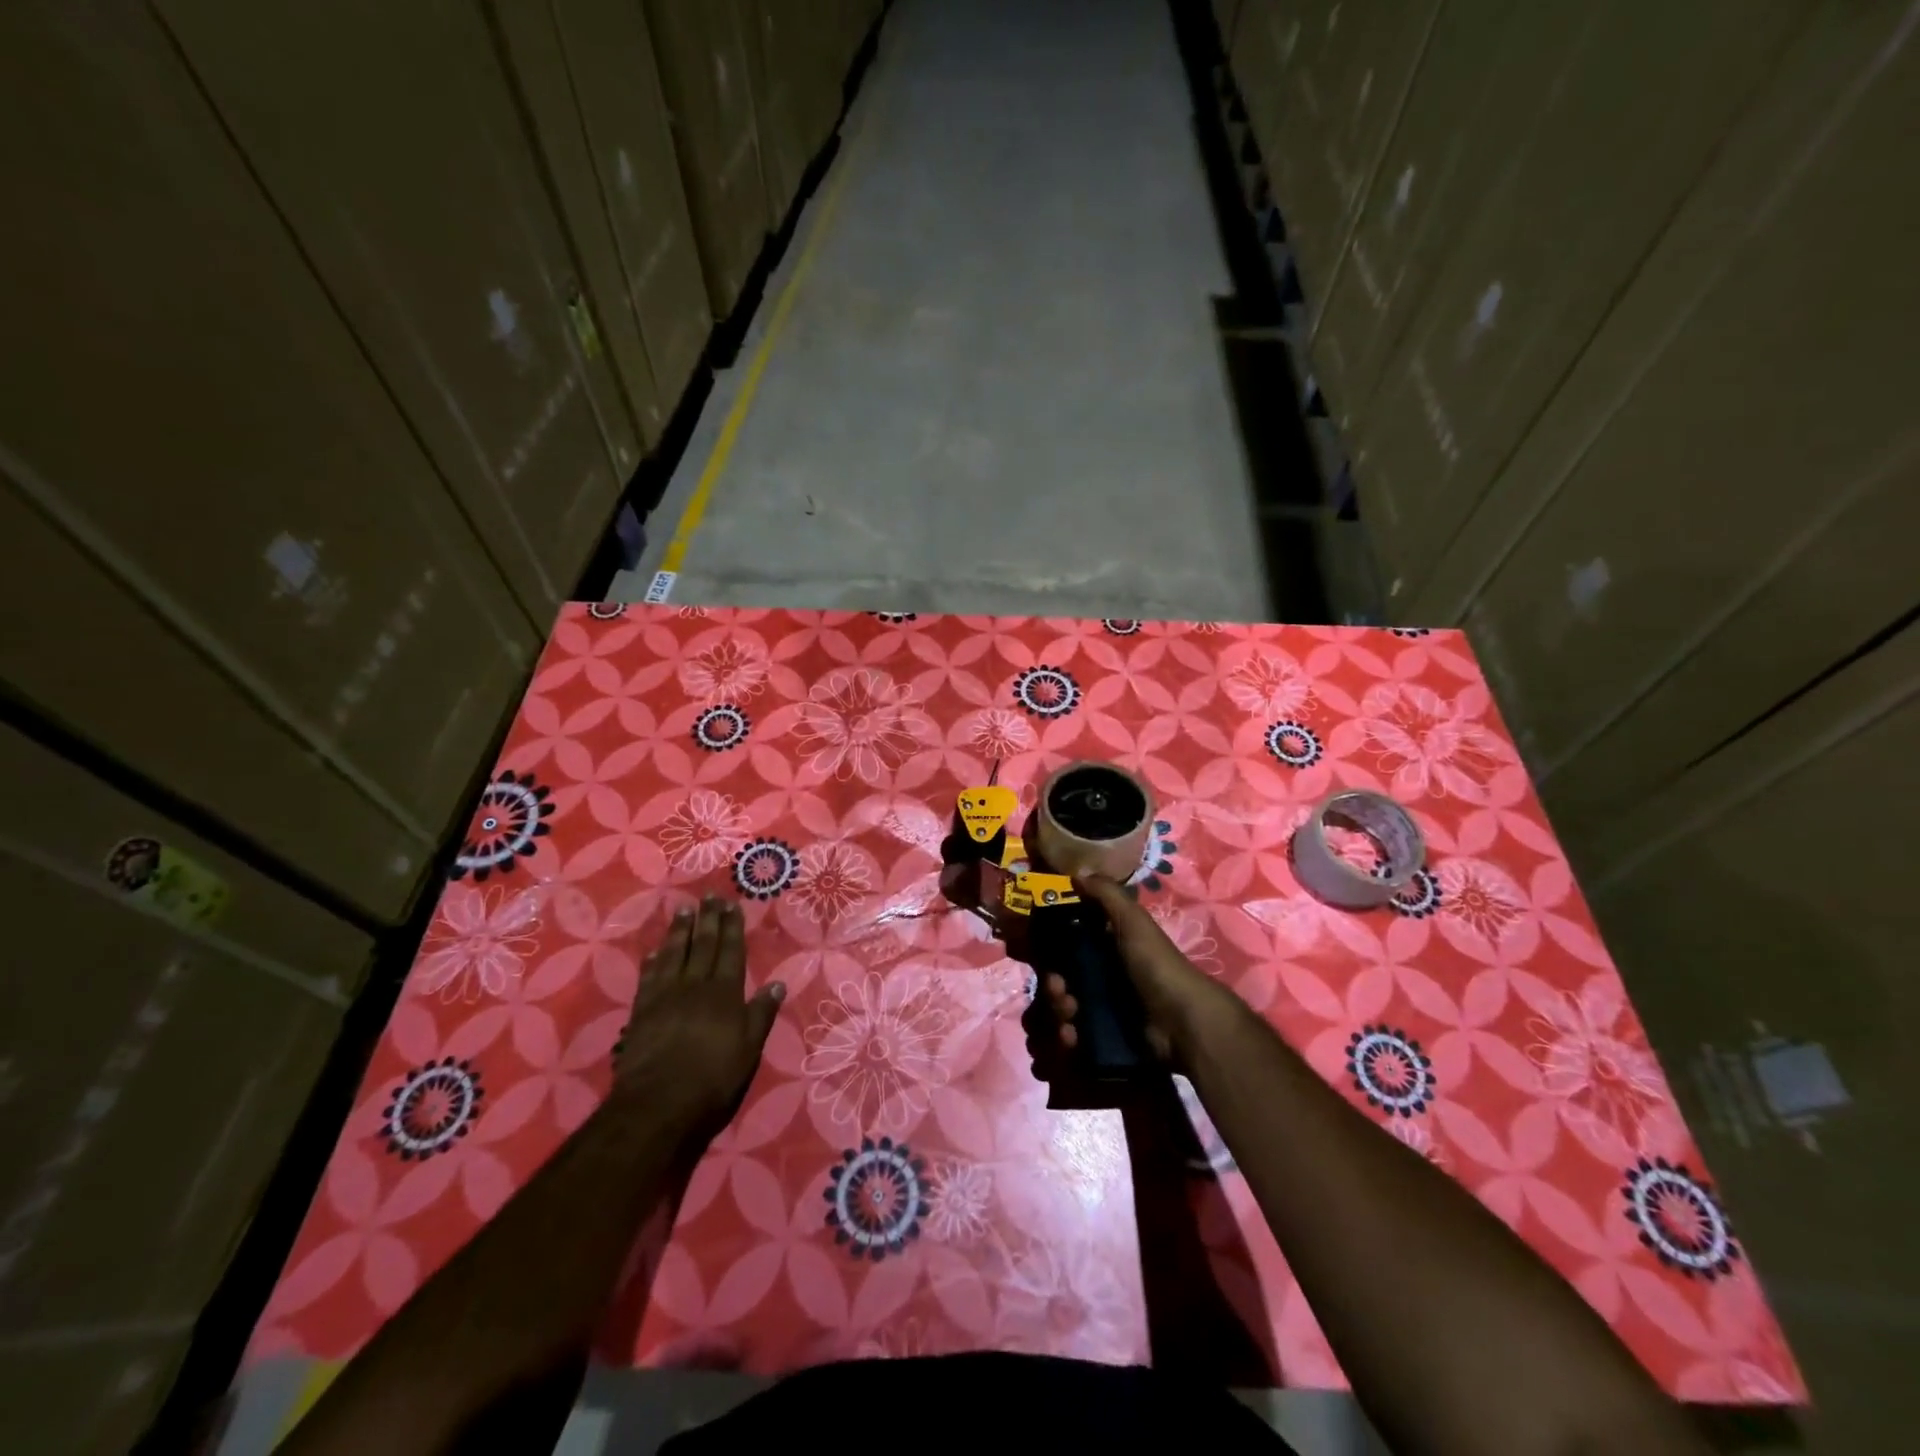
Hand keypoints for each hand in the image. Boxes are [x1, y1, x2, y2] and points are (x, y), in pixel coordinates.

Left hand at [614, 897, 783, 1135]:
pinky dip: (653, 962)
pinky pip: (648, 978)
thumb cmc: (713, 1079)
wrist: (659, 1105)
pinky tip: (654, 951)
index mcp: (725, 993)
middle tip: (708, 897)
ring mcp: (665, 997)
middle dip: (707, 920)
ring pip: (673, 955)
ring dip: (679, 931)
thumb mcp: (749, 1049)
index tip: (731, 905)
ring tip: (683, 910)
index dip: (731, 928)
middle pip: (702, 946)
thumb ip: (761, 1014)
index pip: (730, 951)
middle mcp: (695, 986)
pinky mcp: (641, 1013)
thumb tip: (778, 984)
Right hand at [1040, 873, 1246, 1063]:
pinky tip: (1072, 1039)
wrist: (1182, 1022)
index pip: (1067, 946)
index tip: (1040, 951)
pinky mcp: (1103, 1041)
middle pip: (1059, 981)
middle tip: (1059, 990)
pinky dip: (1066, 1039)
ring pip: (1061, 1011)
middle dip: (1052, 987)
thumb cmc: (1155, 965)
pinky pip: (1072, 1040)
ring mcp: (1102, 1011)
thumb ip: (1106, 894)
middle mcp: (1102, 978)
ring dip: (1055, 1013)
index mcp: (1107, 948)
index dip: (1050, 948)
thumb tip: (1076, 873)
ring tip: (1068, 1017)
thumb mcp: (1132, 921)